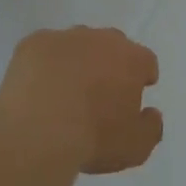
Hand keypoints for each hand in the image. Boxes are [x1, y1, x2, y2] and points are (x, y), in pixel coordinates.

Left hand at [0, 27, 162, 175]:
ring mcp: (65, 37)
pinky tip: (37, 89)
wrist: (38, 129)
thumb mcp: (135, 148)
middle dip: (110, 63)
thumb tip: (151, 113)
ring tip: (65, 91)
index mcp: (131, 59)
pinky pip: (44, 50)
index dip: (142, 76)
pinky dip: (44, 65)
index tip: (135, 92)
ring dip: (76, 61)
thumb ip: (151, 128)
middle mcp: (100, 39)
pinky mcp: (33, 43)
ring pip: (77, 44)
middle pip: (112, 45)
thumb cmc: (93, 138)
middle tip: (100, 92)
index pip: (145, 61)